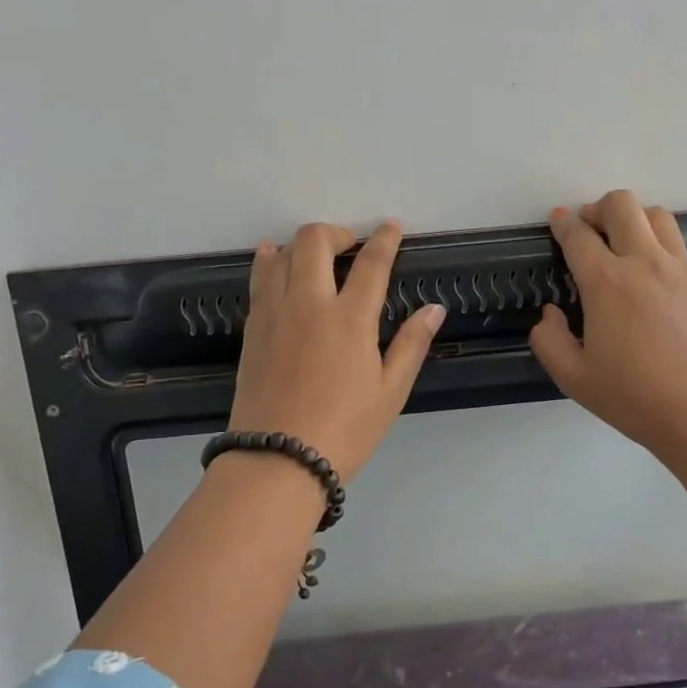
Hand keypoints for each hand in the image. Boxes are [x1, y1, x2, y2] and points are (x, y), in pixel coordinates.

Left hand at [227, 222, 444, 481]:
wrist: (277, 460)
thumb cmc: (345, 430)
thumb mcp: (390, 392)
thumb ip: (411, 344)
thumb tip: (433, 309)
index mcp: (350, 318)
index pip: (371, 263)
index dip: (384, 239)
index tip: (392, 227)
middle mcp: (309, 303)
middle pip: (315, 241)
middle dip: (336, 232)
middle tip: (352, 246)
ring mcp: (274, 313)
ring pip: (281, 254)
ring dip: (302, 245)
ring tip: (317, 255)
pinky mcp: (252, 329)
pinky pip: (259, 280)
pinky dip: (271, 263)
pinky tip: (275, 263)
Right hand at [530, 190, 686, 465]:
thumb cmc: (635, 398)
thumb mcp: (574, 379)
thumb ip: (550, 342)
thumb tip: (549, 315)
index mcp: (606, 282)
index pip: (578, 236)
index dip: (562, 223)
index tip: (556, 220)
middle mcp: (643, 263)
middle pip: (621, 205)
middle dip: (597, 208)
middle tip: (587, 230)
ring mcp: (678, 269)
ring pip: (656, 214)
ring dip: (632, 218)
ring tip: (620, 243)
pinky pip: (676, 241)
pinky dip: (656, 240)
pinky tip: (648, 270)